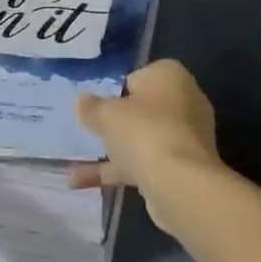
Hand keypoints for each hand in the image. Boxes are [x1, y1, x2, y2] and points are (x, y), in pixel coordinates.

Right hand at [68, 59, 221, 234]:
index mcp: (170, 75)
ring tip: (75, 163)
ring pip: (142, 138)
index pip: (136, 77)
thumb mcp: (107, 114)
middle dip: (115, 122)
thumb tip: (81, 101)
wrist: (181, 185)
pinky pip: (145, 162)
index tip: (95, 107)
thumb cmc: (144, 132)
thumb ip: (91, 106)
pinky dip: (118, 171)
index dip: (113, 92)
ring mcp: (185, 137)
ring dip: (112, 151)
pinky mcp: (183, 167)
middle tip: (88, 130)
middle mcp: (184, 101)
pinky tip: (81, 182)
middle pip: (141, 109)